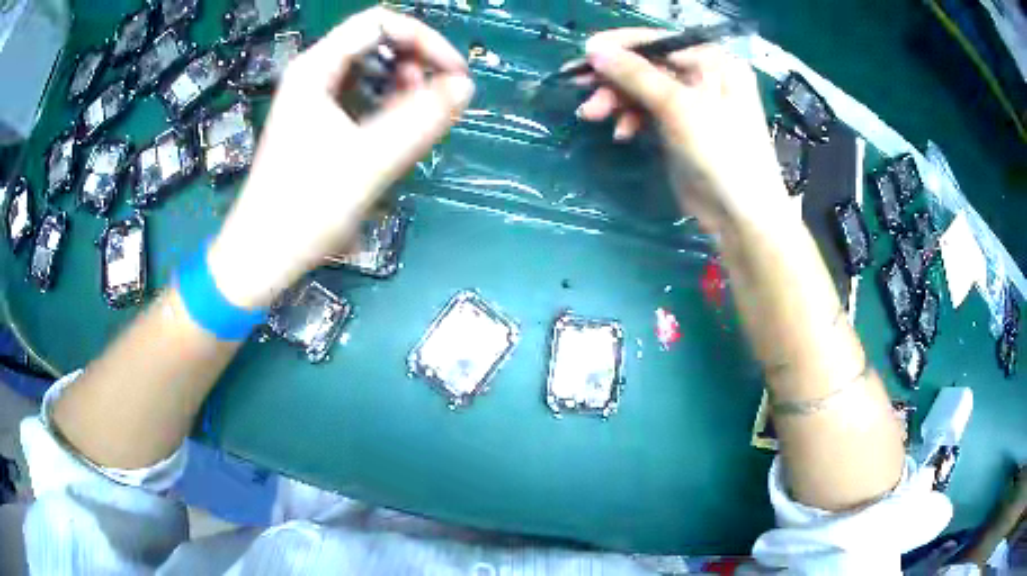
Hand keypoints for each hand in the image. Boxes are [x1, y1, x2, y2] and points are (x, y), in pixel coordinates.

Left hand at [208, 7, 473, 307]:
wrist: (264, 255)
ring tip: (419, 118)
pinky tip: (398, 130)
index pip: (380, 23)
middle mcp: (314, 75)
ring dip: (404, 85)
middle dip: (416, 62)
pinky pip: (362, 96)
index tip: (453, 73)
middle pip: (376, 42)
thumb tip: (465, 86)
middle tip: (438, 99)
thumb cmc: (306, 207)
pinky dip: (388, 105)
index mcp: (316, 69)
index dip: (424, 39)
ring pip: (372, 70)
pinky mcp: (319, 123)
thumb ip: (422, 119)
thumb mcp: (370, 160)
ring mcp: (315, 99)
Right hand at [577, 29, 788, 235]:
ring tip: (592, 115)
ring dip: (616, 100)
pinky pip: (649, 111)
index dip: (619, 46)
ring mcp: (693, 102)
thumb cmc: (720, 152)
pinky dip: (631, 119)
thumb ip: (635, 74)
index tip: (583, 54)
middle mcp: (704, 75)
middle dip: (614, 78)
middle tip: (579, 89)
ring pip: (644, 89)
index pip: (658, 42)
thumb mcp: (678, 107)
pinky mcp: (682, 126)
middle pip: (648, 66)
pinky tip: (621, 133)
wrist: (740, 214)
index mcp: (712, 61)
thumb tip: (594, 49)